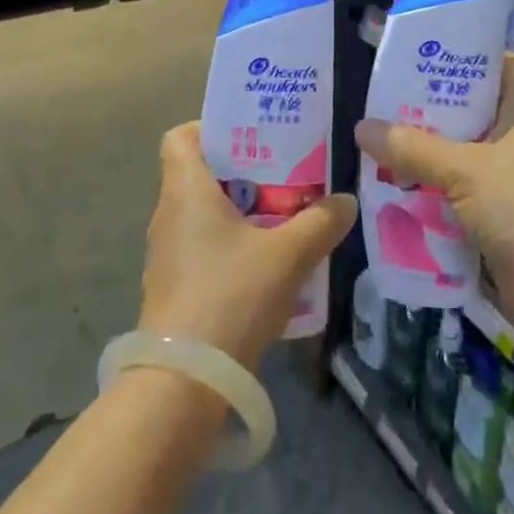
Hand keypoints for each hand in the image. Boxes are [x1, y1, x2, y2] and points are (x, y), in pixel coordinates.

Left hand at [139, 123, 357, 370]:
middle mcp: (169, 215)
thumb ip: (320, 222)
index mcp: (185, 190)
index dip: (211, 128)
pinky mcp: (175, 289)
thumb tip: (346, 200)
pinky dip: (232, 246)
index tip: (251, 135)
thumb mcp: (287, 255)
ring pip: (204, 214)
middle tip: (284, 172)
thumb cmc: (229, 297)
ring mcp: (167, 255)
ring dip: (241, 211)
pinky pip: (204, 249)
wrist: (183, 385)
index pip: (181, 136)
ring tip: (283, 216)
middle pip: (201, 174)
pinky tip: (268, 265)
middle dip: (243, 171)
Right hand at [354, 55, 513, 339]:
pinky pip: (460, 179)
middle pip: (469, 104)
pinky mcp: (500, 203)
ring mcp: (511, 168)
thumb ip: (412, 147)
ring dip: (427, 146)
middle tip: (384, 98)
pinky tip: (397, 177)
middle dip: (429, 106)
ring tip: (381, 136)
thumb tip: (360, 128)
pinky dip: (434, 178)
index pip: (492, 61)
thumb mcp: (463, 170)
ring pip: (461, 144)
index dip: (458, 54)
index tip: (417, 55)